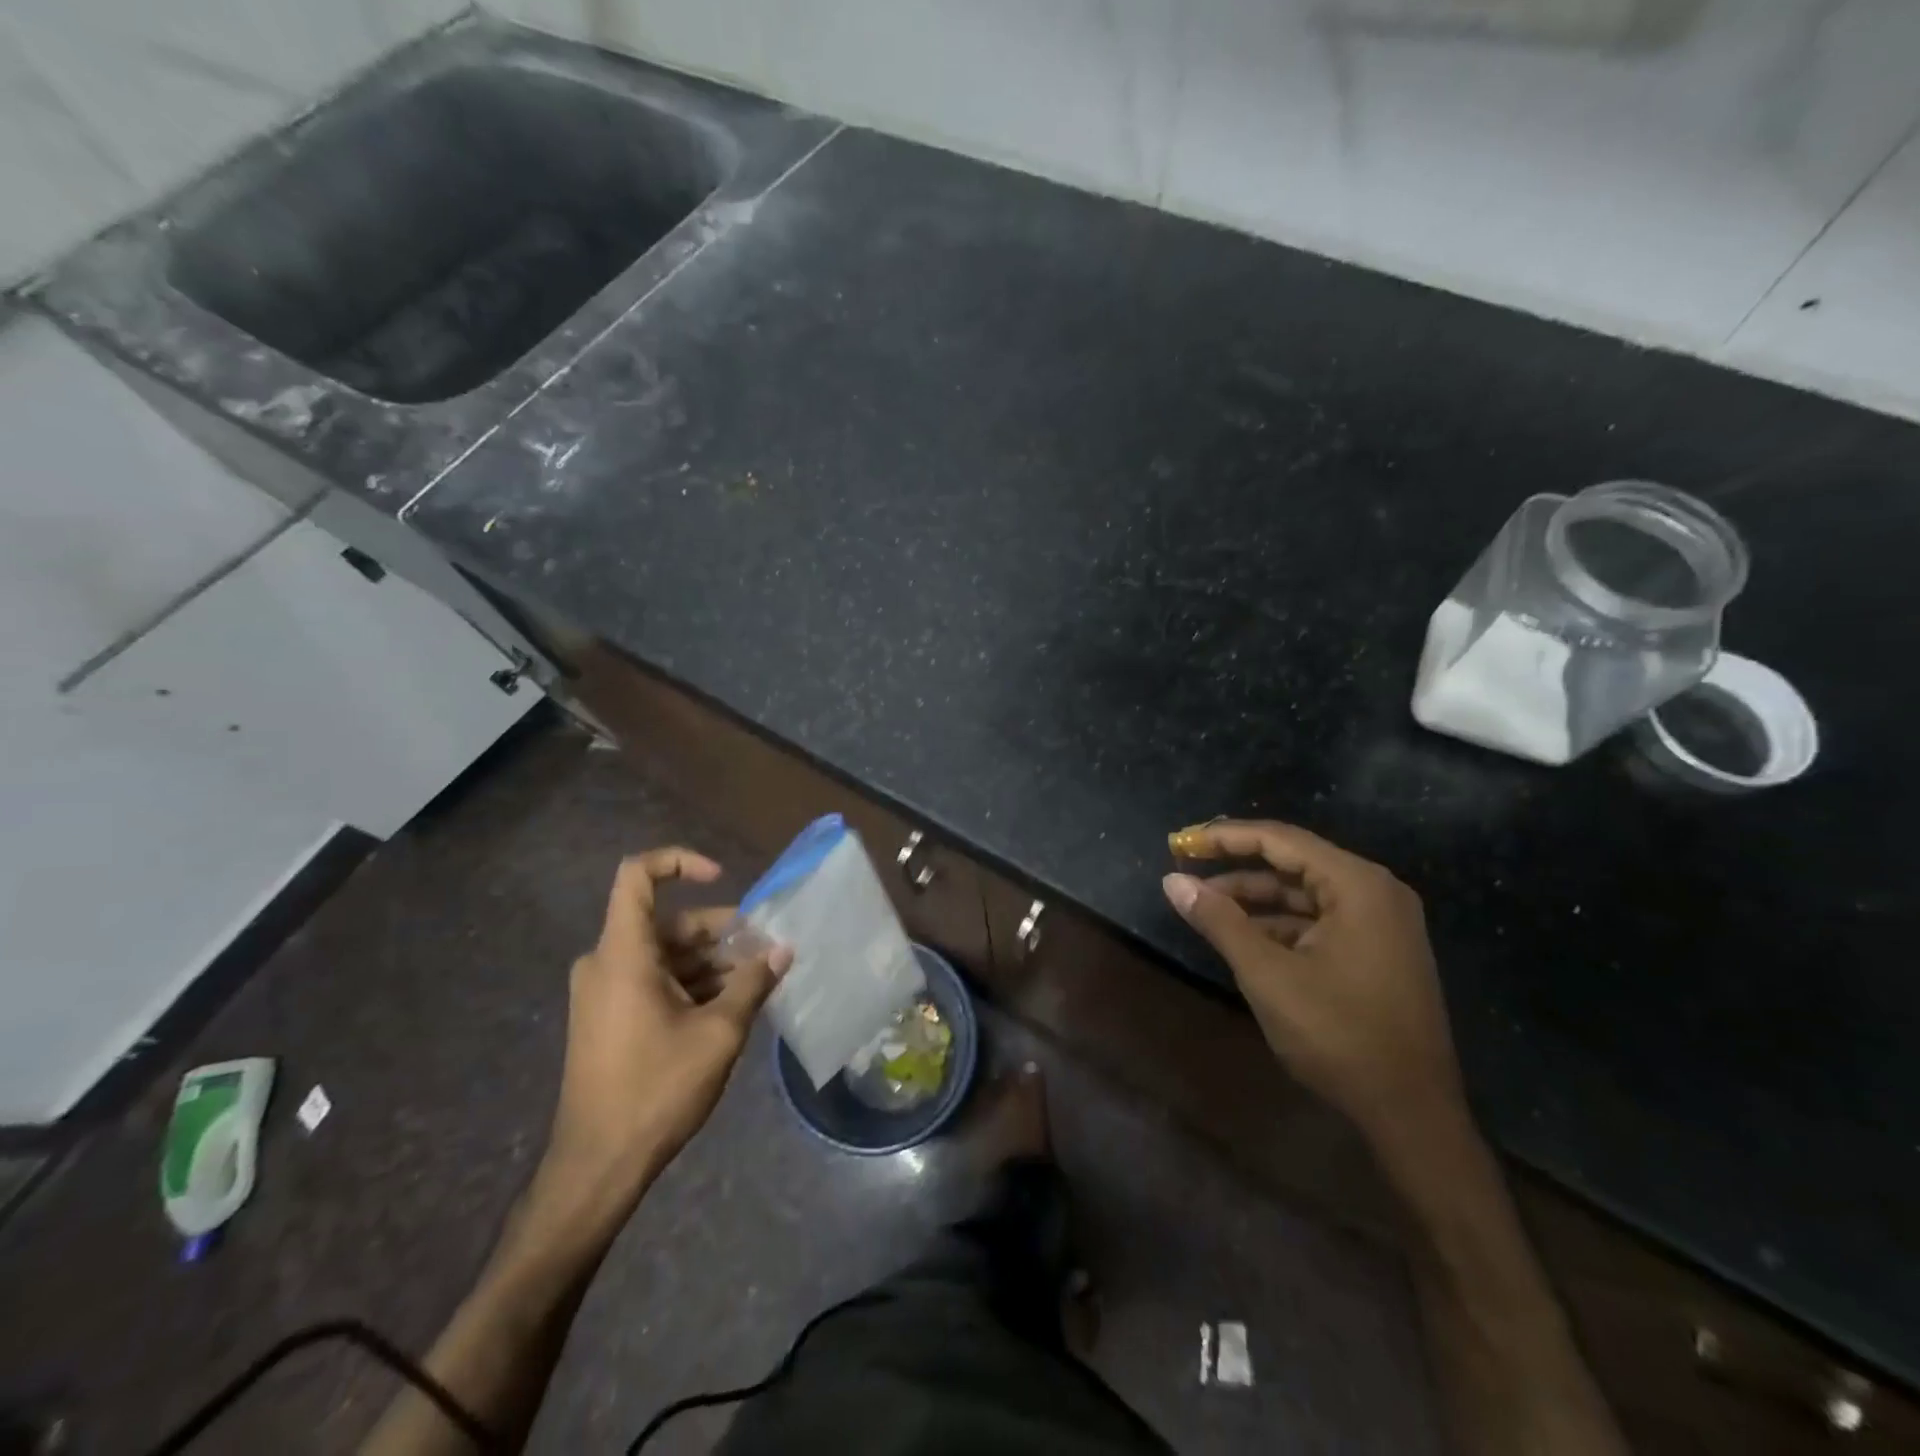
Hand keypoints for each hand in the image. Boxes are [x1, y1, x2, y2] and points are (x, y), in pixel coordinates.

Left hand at [544, 848, 789, 1197]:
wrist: (598, 1165)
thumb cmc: (656, 1089)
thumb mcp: (719, 1032)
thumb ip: (754, 982)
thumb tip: (784, 949)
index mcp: (624, 953)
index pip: (638, 875)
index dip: (680, 862)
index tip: (722, 878)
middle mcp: (606, 962)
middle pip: (667, 922)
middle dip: (719, 931)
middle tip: (763, 951)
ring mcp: (604, 991)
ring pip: (665, 954)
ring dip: (710, 962)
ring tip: (755, 983)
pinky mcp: (608, 1016)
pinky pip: (653, 980)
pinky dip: (690, 984)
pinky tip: (729, 1006)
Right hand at [1162, 820, 1463, 1142]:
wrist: (1411, 1115)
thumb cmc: (1339, 1035)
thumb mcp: (1267, 974)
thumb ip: (1219, 921)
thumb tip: (1172, 881)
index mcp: (1357, 885)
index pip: (1280, 840)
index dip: (1224, 837)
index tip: (1180, 843)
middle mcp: (1375, 892)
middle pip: (1293, 862)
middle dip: (1237, 867)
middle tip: (1187, 870)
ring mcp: (1381, 924)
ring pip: (1304, 894)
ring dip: (1255, 899)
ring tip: (1205, 907)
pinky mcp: (1378, 951)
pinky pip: (1319, 920)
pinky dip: (1279, 924)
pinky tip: (1243, 937)